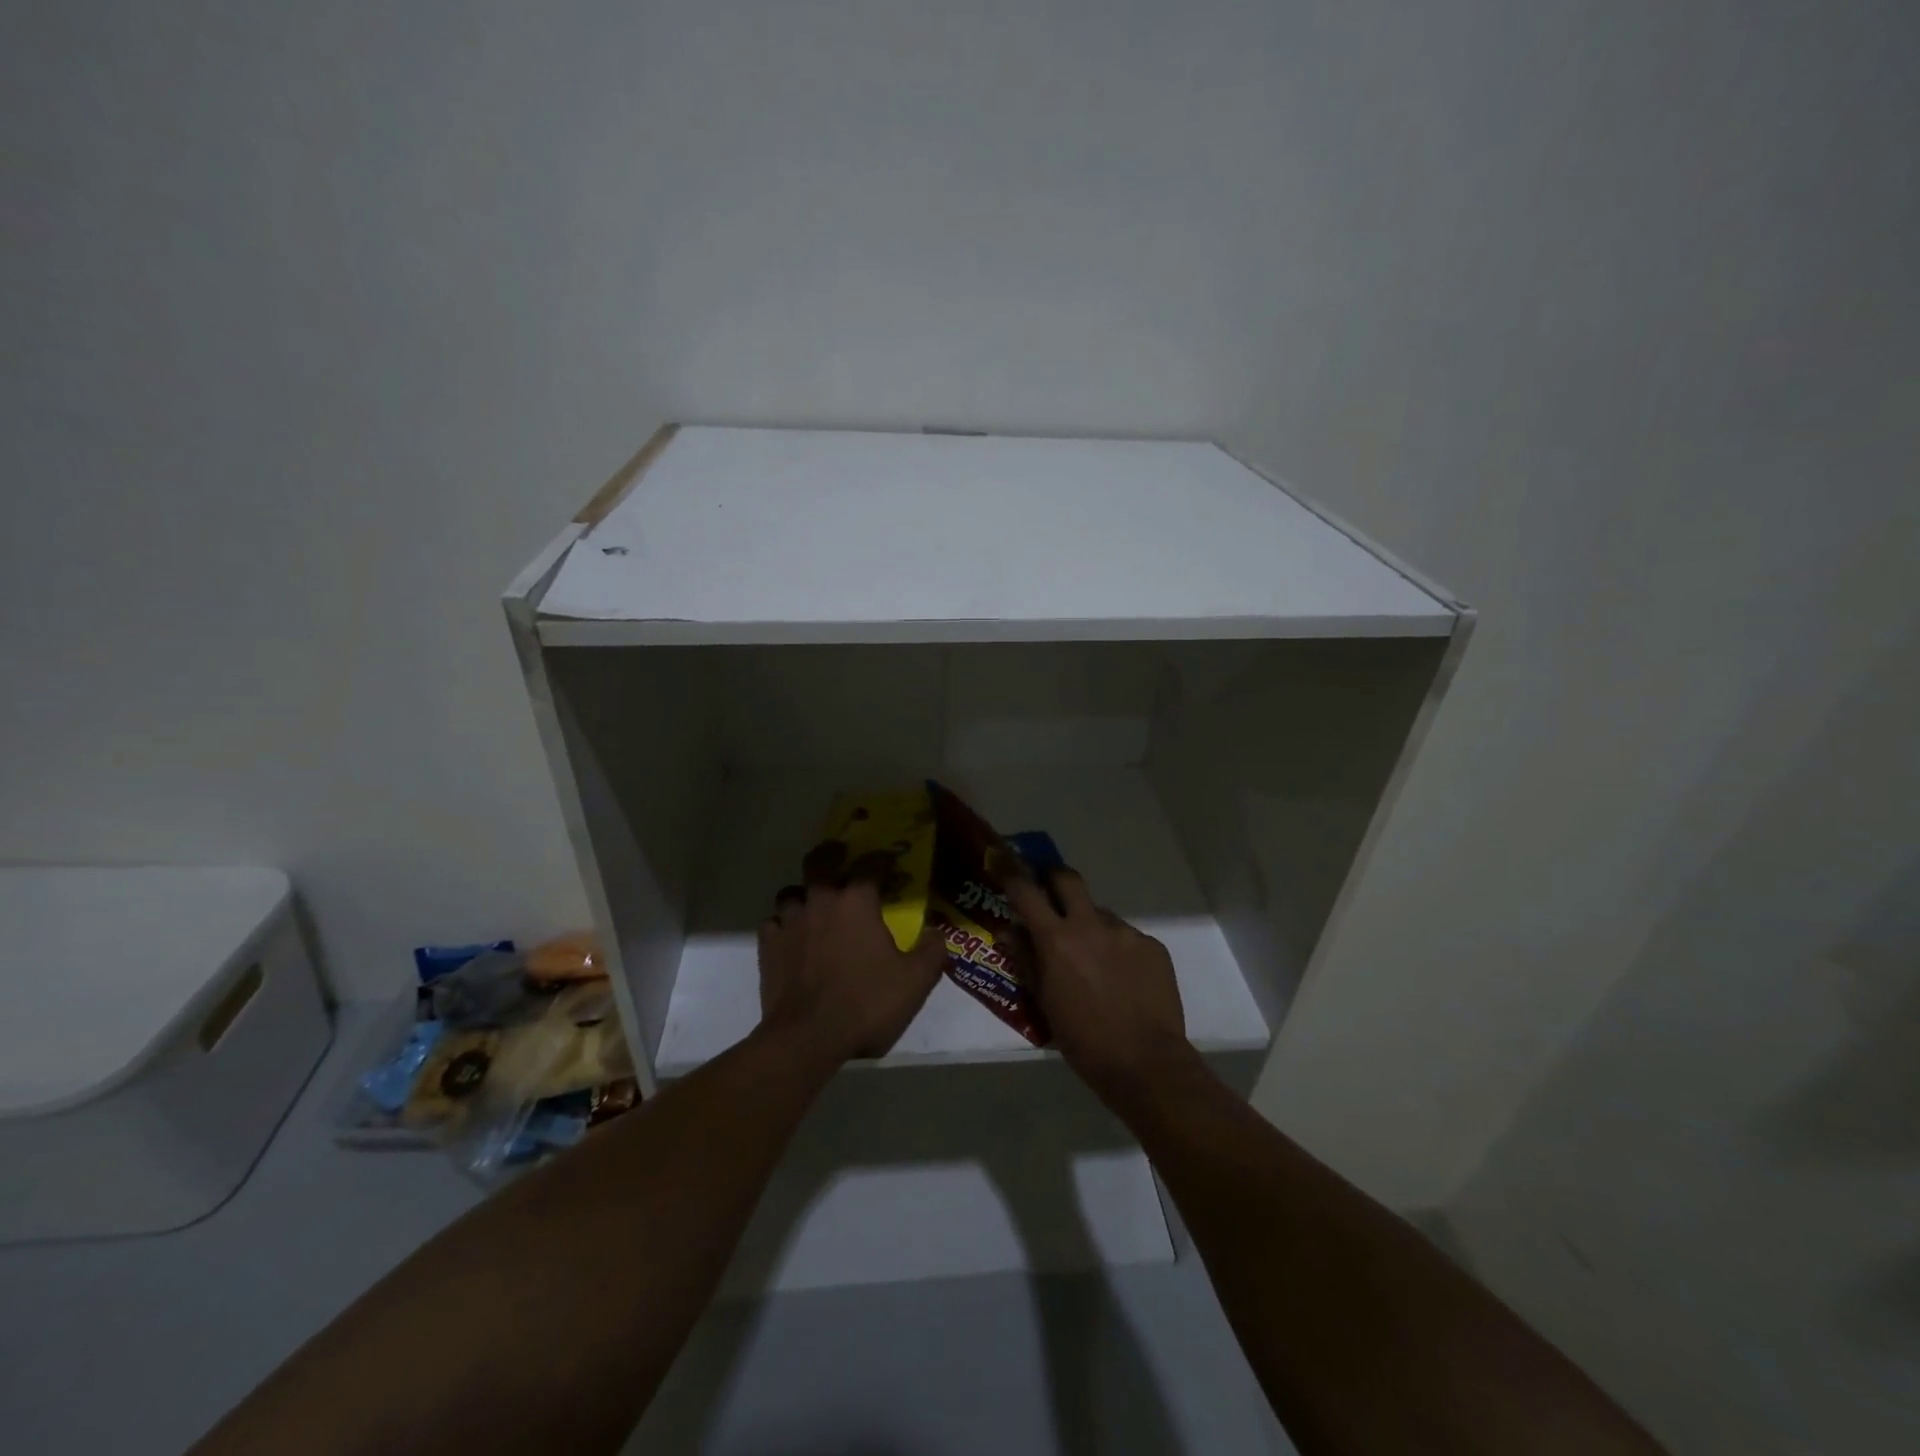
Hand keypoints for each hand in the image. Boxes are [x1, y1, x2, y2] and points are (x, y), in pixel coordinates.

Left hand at [757, 876, 946, 1063]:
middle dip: (832, 855)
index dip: (882, 859)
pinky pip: (773, 923)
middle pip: (820, 862)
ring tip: (813, 905)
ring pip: (792, 892)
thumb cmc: (866, 1003)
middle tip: (841, 858)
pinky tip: (792, 938)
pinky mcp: (768, 946)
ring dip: (804, 894)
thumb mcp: (915, 982)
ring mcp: (790, 922)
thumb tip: (938, 932)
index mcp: (857, 902)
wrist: (807, 1039)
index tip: (890, 862)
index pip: (871, 864)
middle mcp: (821, 901)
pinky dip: (783, 925)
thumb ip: (932, 951)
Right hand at [1002, 867, 1193, 1104]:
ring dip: (1090, 927)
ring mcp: (1126, 933)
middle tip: (1049, 892)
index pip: (1026, 892)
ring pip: (1100, 915)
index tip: (1001, 858)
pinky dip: (1117, 949)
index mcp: (1057, 940)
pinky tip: (1122, 980)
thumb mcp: (1044, 1002)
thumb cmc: (1083, 1040)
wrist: (1146, 1063)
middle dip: (1053, 878)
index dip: (1010, 871)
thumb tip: (1008, 931)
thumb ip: (1026, 960)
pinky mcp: (1152, 946)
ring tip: (1094, 963)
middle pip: (1068, 879)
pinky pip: (1127, 937)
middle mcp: (1091, 925)